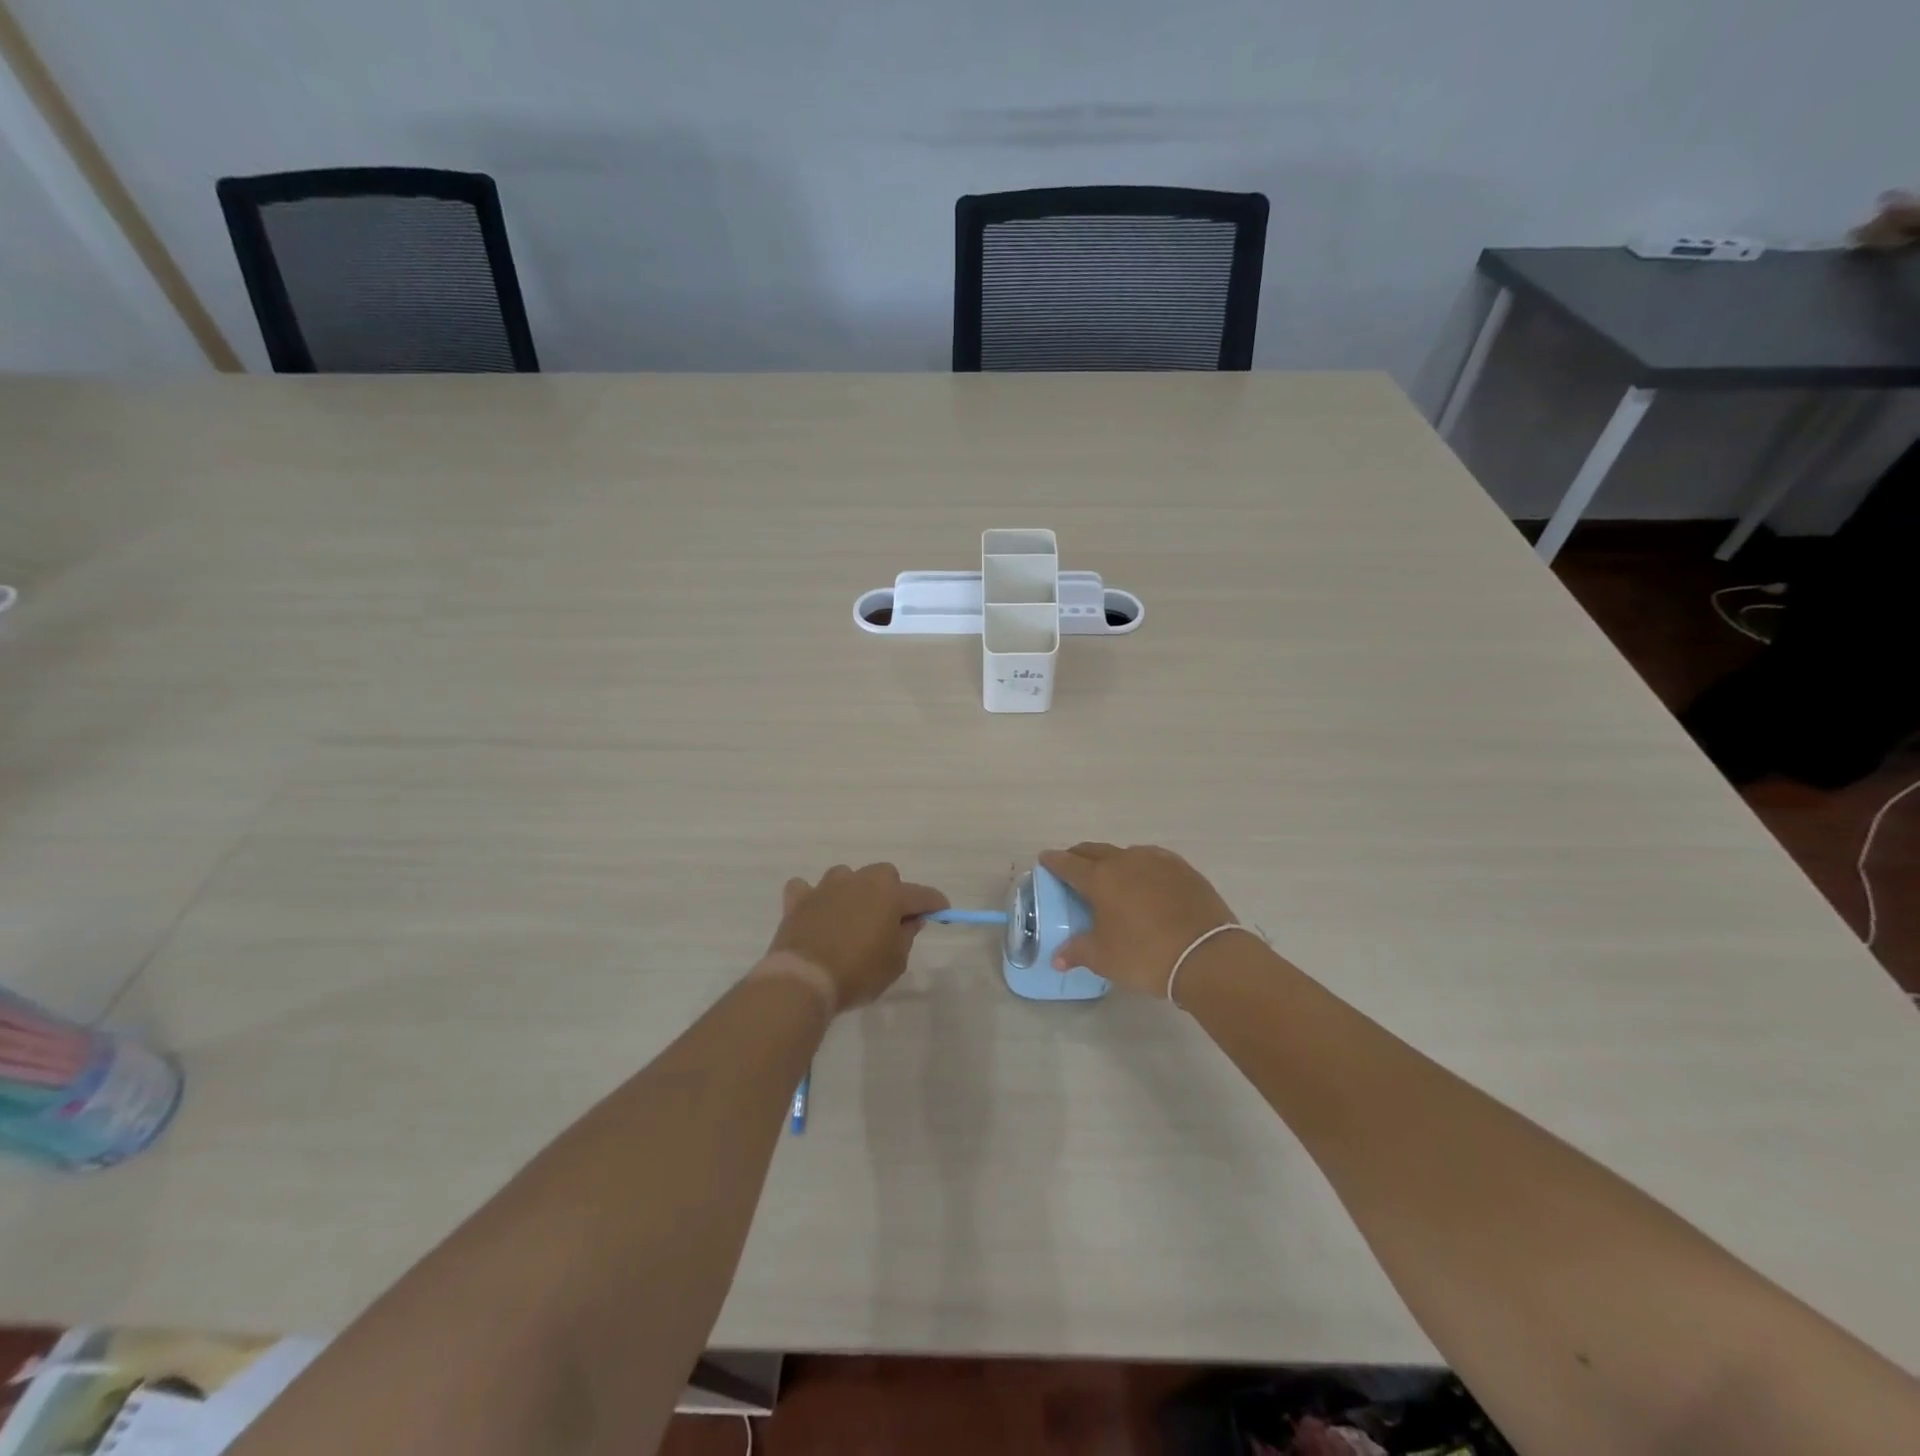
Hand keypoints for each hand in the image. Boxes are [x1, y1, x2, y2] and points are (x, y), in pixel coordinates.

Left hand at [766, 864, 948, 1010]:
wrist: (804, 979)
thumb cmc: (858, 973)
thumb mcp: (895, 962)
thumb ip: (905, 936)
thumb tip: (909, 920)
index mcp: (889, 894)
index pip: (922, 894)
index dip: (935, 904)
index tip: (942, 911)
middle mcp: (860, 881)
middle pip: (884, 875)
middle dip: (890, 892)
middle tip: (889, 919)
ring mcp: (826, 887)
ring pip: (846, 876)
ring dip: (852, 891)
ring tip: (851, 916)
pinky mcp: (799, 899)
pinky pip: (806, 889)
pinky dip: (812, 898)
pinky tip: (815, 913)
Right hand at [1038, 843, 1236, 997]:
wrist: (1206, 955)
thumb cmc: (1145, 955)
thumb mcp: (1104, 958)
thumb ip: (1077, 952)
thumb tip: (1057, 957)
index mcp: (1100, 879)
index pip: (1068, 864)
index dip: (1054, 862)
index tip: (1045, 859)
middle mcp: (1125, 861)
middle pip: (1095, 851)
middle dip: (1079, 856)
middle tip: (1072, 865)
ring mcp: (1157, 861)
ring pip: (1125, 853)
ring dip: (1112, 860)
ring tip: (1111, 875)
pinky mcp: (1183, 869)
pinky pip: (1153, 859)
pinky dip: (1141, 865)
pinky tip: (1145, 878)